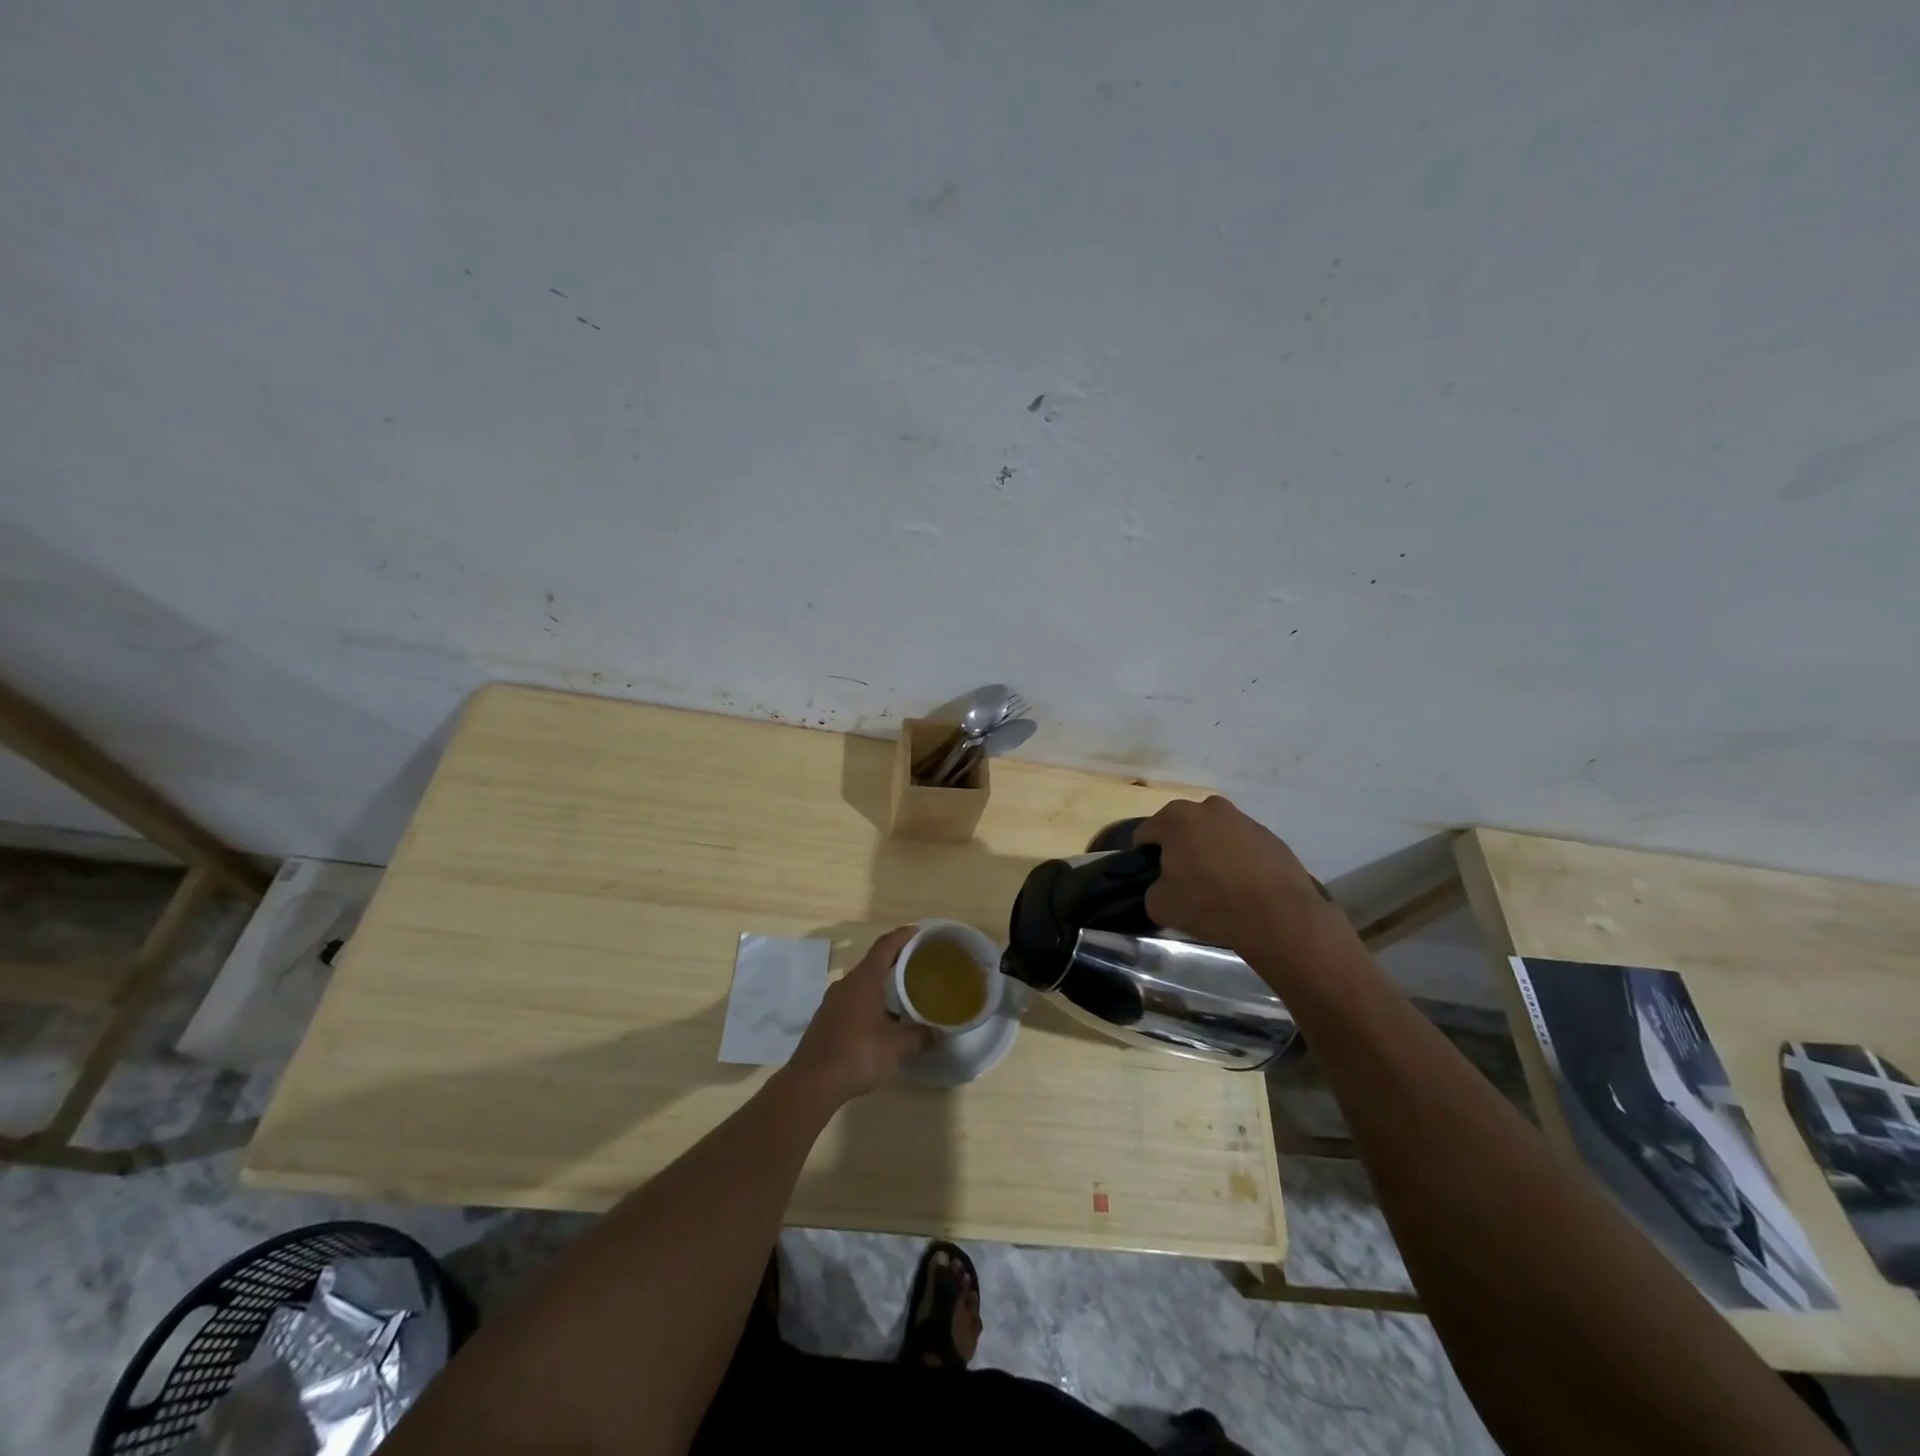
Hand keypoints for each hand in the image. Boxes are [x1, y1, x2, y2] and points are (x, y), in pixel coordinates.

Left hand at [784, 927, 934, 1104]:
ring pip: (862, 985)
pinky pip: (853, 1001)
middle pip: (873, 963)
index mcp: (863, 980)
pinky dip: (870, 1003)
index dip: (902, 936)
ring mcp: (832, 1002)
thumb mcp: (896, 1046)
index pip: (885, 946)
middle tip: (918, 965)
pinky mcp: (826, 1020)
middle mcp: (846, 984)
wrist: (812, 1083)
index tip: (918, 932)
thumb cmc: (857, 1053)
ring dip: (881, 985)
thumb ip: (920, 1036)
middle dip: (895, 962)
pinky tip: (882, 1021)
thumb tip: (940, 1034)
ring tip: (904, 994)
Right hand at [1134, 796, 1330, 952]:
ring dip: (1210, 851)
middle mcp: (1209, 808)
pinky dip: (1237, 860)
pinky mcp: (1270, 836)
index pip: (1146, 833)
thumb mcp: (1160, 905)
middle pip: (1182, 828)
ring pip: (1214, 834)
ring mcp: (1243, 819)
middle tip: (1183, 879)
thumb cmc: (1210, 903)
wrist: (1278, 916)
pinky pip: (1242, 846)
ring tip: (1217, 885)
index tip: (1151, 878)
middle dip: (1179, 848)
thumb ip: (1152, 889)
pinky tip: (1242, 887)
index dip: (1143, 856)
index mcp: (1176, 818)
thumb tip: (1162, 886)